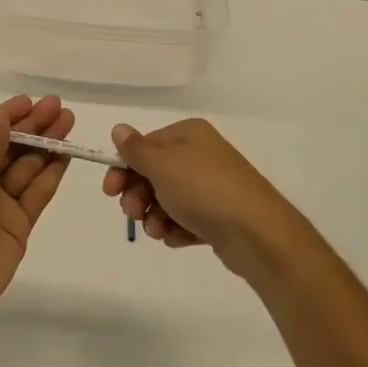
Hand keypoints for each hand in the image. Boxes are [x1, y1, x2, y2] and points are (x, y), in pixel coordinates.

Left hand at [0, 95, 75, 338]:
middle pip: (8, 147)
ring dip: (46, 144)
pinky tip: (66, 153)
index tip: (29, 101)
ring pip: (26, 167)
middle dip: (31, 126)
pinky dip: (51, 173)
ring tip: (68, 121)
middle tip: (57, 106)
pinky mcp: (18, 223)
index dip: (5, 117)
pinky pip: (37, 192)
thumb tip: (1, 120)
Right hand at [102, 118, 311, 279]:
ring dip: (154, 216)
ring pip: (167, 200)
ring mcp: (211, 186)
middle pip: (153, 173)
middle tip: (134, 213)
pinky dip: (176, 229)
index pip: (144, 146)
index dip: (123, 168)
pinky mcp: (218, 216)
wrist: (257, 233)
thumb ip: (135, 149)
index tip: (110, 191)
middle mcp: (201, 155)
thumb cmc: (203, 189)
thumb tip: (119, 128)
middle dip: (138, 196)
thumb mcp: (162, 165)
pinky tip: (177, 238)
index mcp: (189, 134)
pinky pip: (185, 219)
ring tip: (159, 231)